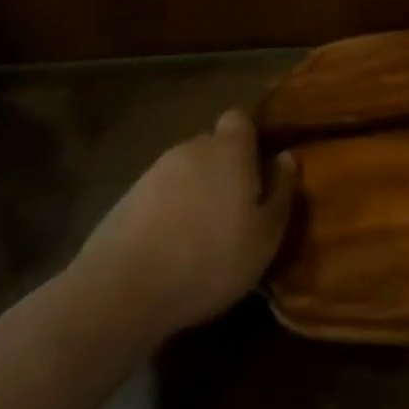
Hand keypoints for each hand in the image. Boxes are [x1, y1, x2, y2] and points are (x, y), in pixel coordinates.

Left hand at [66, 109, 295, 341]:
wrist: (122, 290)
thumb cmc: (210, 258)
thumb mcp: (265, 236)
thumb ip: (281, 191)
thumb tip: (286, 158)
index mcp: (229, 149)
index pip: (240, 119)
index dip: (250, 138)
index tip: (259, 167)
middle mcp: (191, 149)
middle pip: (212, 147)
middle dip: (223, 169)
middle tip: (235, 209)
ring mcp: (153, 173)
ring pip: (184, 173)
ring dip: (195, 193)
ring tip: (201, 235)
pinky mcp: (124, 201)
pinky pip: (158, 197)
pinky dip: (167, 214)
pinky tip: (170, 250)